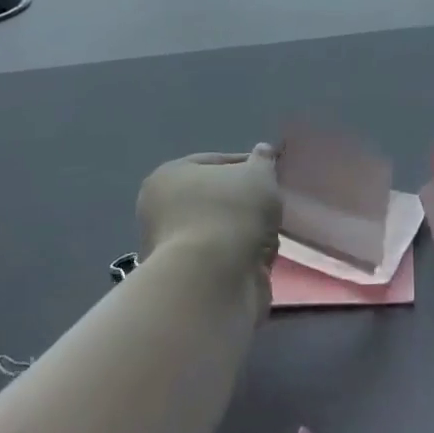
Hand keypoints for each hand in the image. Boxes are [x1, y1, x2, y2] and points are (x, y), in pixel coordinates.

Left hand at [137, 145, 281, 280]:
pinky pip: (225, 259)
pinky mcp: (189, 281)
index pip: (214, 162)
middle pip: (218, 199)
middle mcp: (162, 211)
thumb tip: (263, 151)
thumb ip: (263, 161)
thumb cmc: (231, 214)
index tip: (270, 175)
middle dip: (247, 205)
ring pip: (225, 231)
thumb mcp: (258, 175)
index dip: (246, 165)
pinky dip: (243, 259)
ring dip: (248, 234)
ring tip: (266, 239)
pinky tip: (258, 262)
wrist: (213, 281)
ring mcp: (173, 249)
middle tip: (270, 208)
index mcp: (169, 177)